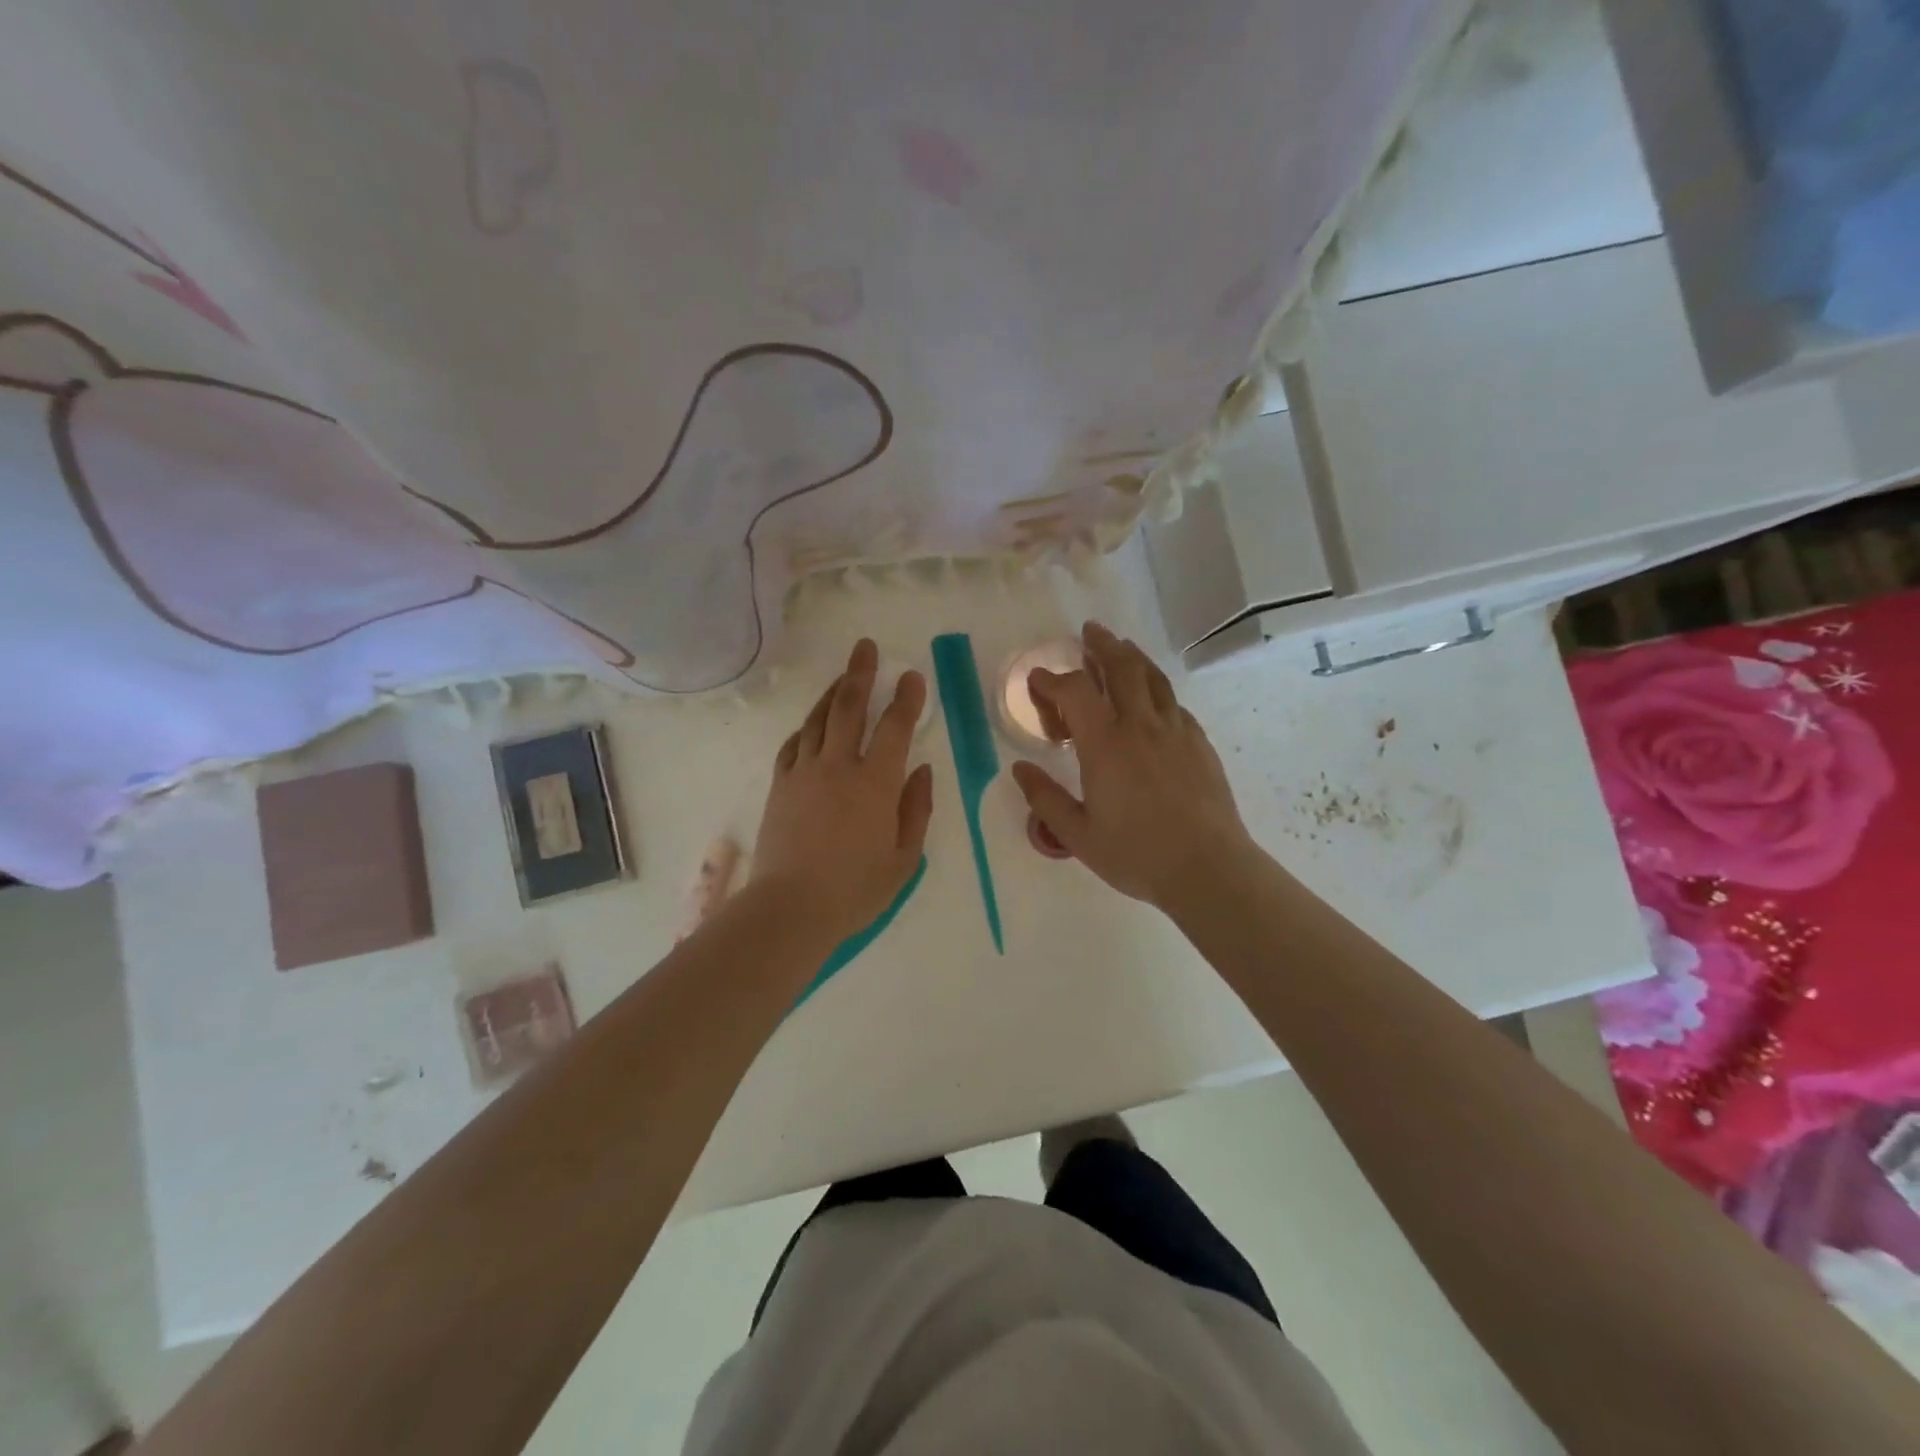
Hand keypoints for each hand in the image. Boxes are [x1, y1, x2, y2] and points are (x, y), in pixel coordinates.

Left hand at [753, 639, 933, 945]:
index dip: (905, 698)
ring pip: (818, 720)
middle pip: (849, 708)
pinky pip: (793, 745)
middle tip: (865, 647)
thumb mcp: (904, 858)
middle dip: (860, 674)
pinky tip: (811, 724)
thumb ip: (916, 809)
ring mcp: (804, 773)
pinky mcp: (780, 786)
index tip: (911, 676)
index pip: (894, 727)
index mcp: (876, 783)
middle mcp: (838, 766)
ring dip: (831, 693)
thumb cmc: (855, 890)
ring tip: (842, 676)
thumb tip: (920, 770)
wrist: (790, 908)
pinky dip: (805, 728)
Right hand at [1011, 622, 1255, 910]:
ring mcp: (1175, 730)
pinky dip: (1156, 689)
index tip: (1038, 680)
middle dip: (1102, 645)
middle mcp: (1140, 725)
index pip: (1075, 691)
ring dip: (1133, 657)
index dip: (1052, 680)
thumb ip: (1045, 799)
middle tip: (1090, 632)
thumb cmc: (1136, 854)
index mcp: (1105, 744)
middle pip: (1121, 667)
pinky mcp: (1199, 743)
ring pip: (1152, 678)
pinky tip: (1152, 698)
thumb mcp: (1077, 835)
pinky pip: (1173, 703)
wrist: (1207, 868)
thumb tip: (1020, 770)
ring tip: (1121, 647)